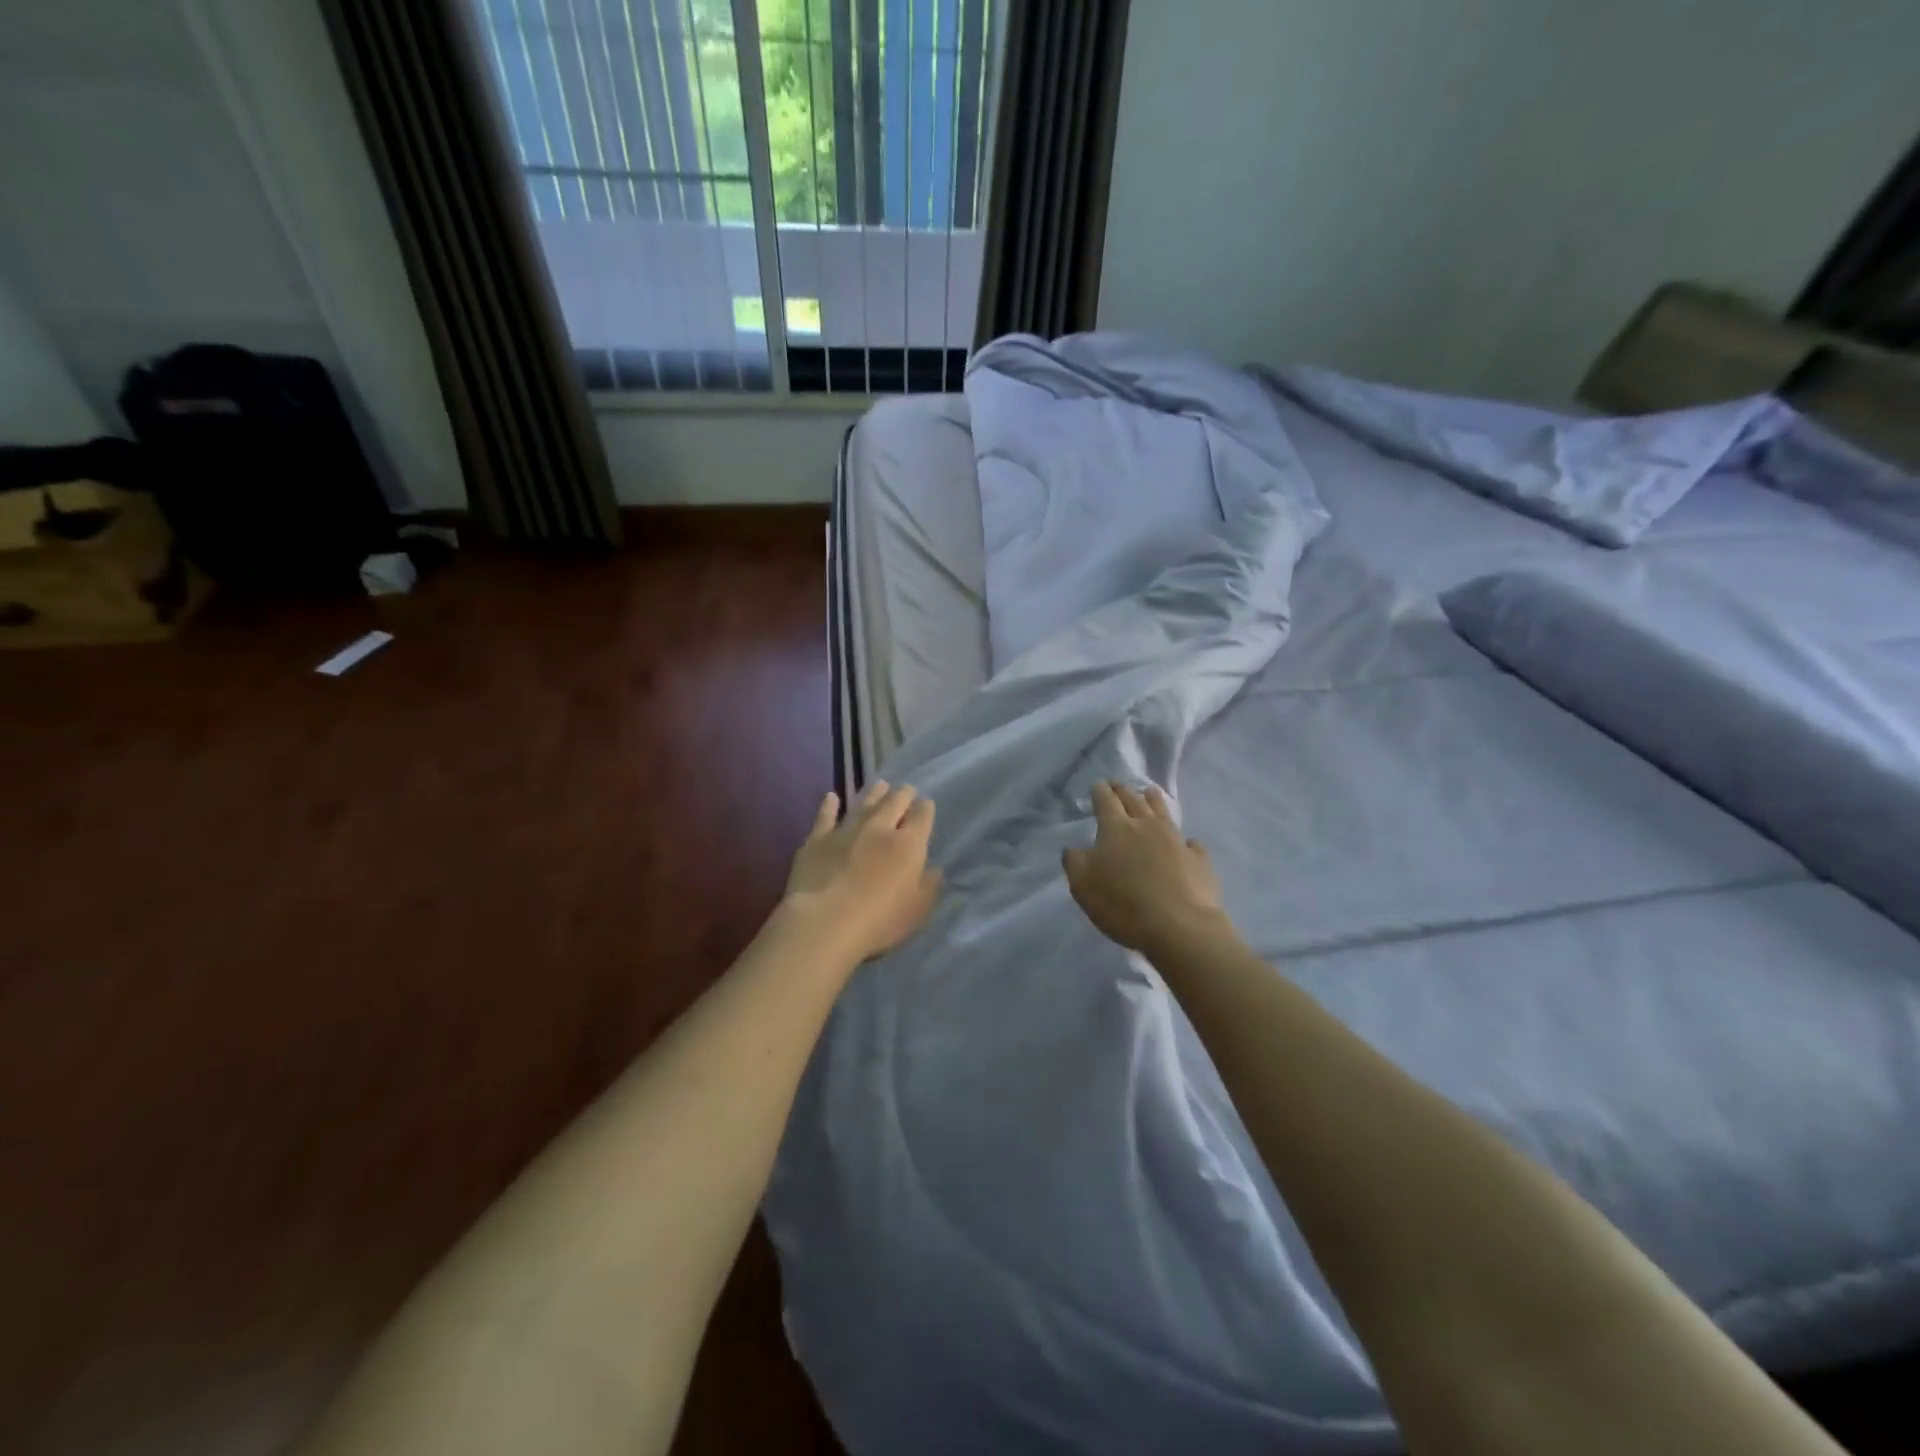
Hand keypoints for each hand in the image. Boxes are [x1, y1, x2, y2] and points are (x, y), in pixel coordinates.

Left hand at [785, 781, 941, 963]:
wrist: (825, 923)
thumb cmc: (878, 922)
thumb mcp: (916, 911)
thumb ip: (928, 887)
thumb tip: (934, 870)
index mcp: (908, 845)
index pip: (922, 816)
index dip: (925, 808)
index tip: (926, 804)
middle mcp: (879, 829)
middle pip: (894, 802)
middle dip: (903, 794)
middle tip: (906, 789)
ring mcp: (846, 830)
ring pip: (864, 804)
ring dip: (874, 794)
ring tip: (880, 785)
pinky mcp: (818, 839)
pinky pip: (826, 816)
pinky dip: (829, 806)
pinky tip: (831, 797)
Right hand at [1063, 781, 1228, 953]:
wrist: (1179, 927)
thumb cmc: (1123, 905)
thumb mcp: (1083, 886)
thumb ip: (1075, 862)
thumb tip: (1074, 848)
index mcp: (1116, 828)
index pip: (1106, 801)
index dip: (1100, 791)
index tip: (1098, 784)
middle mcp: (1147, 826)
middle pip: (1134, 800)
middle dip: (1123, 791)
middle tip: (1118, 785)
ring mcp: (1176, 840)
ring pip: (1163, 812)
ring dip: (1154, 801)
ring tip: (1150, 792)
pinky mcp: (1198, 860)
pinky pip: (1190, 842)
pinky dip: (1184, 840)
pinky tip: (1186, 843)